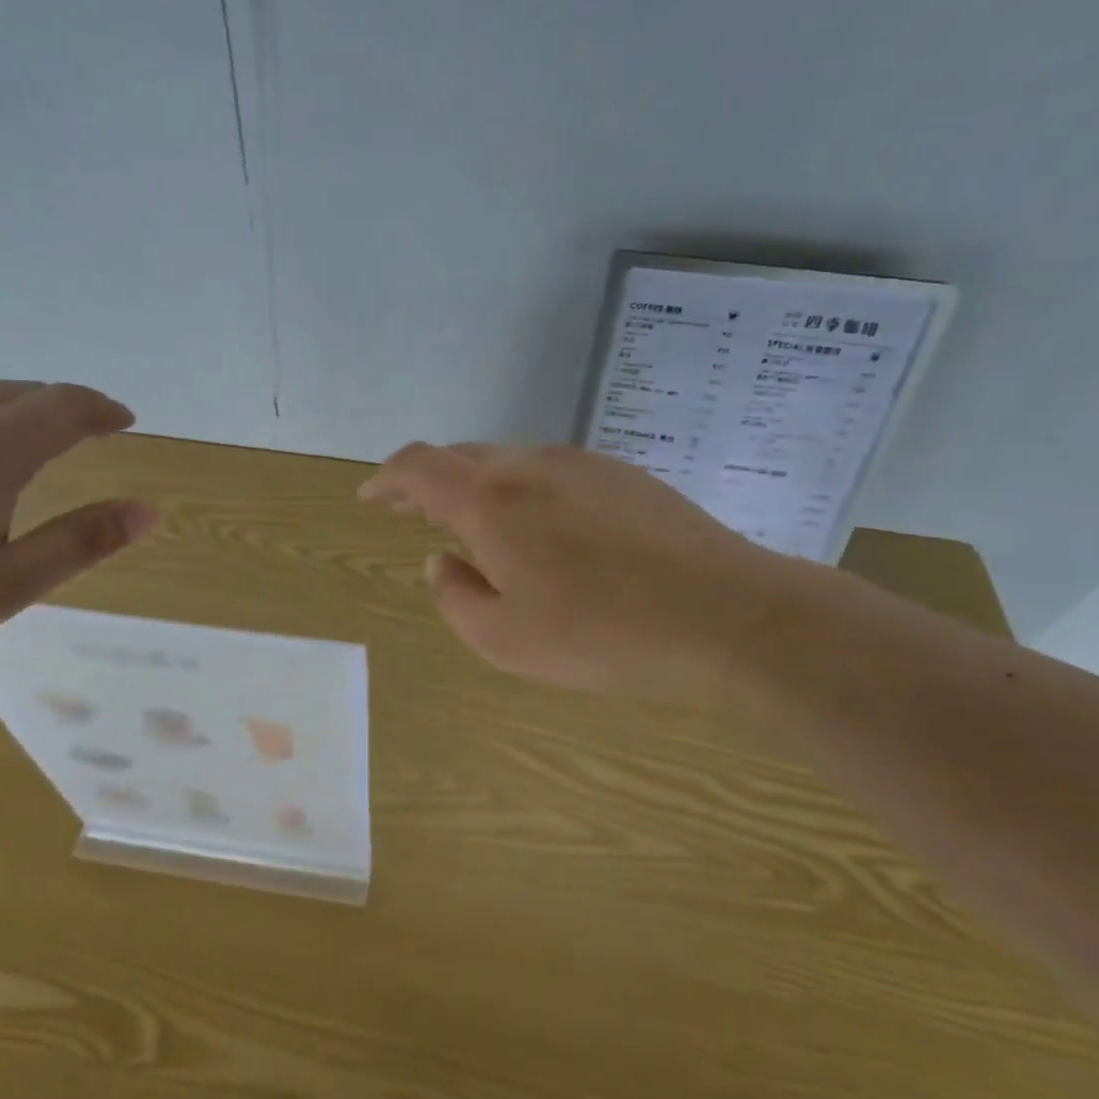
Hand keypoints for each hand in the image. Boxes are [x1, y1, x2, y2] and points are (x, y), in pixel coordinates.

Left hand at [0, 382, 152, 676]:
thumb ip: (81, 542)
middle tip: (80, 432)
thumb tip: (148, 510)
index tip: (123, 420)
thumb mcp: (6, 585)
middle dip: (57, 407)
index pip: (64, 406)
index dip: (101, 409)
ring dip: (2, 414)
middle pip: (16, 392)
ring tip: (12, 449)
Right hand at [358, 443, 797, 697]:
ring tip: (477, 527)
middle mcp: (530, 466)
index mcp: (490, 501)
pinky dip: (523, 492)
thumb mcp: (504, 640)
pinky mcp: (623, 475)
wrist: (727, 614)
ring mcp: (581, 464)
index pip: (419, 467)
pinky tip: (544, 530)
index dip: (387, 479)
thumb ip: (455, 596)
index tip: (371, 499)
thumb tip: (444, 561)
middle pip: (461, 458)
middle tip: (414, 515)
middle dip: (428, 484)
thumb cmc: (602, 634)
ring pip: (508, 462)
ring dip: (478, 487)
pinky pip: (551, 472)